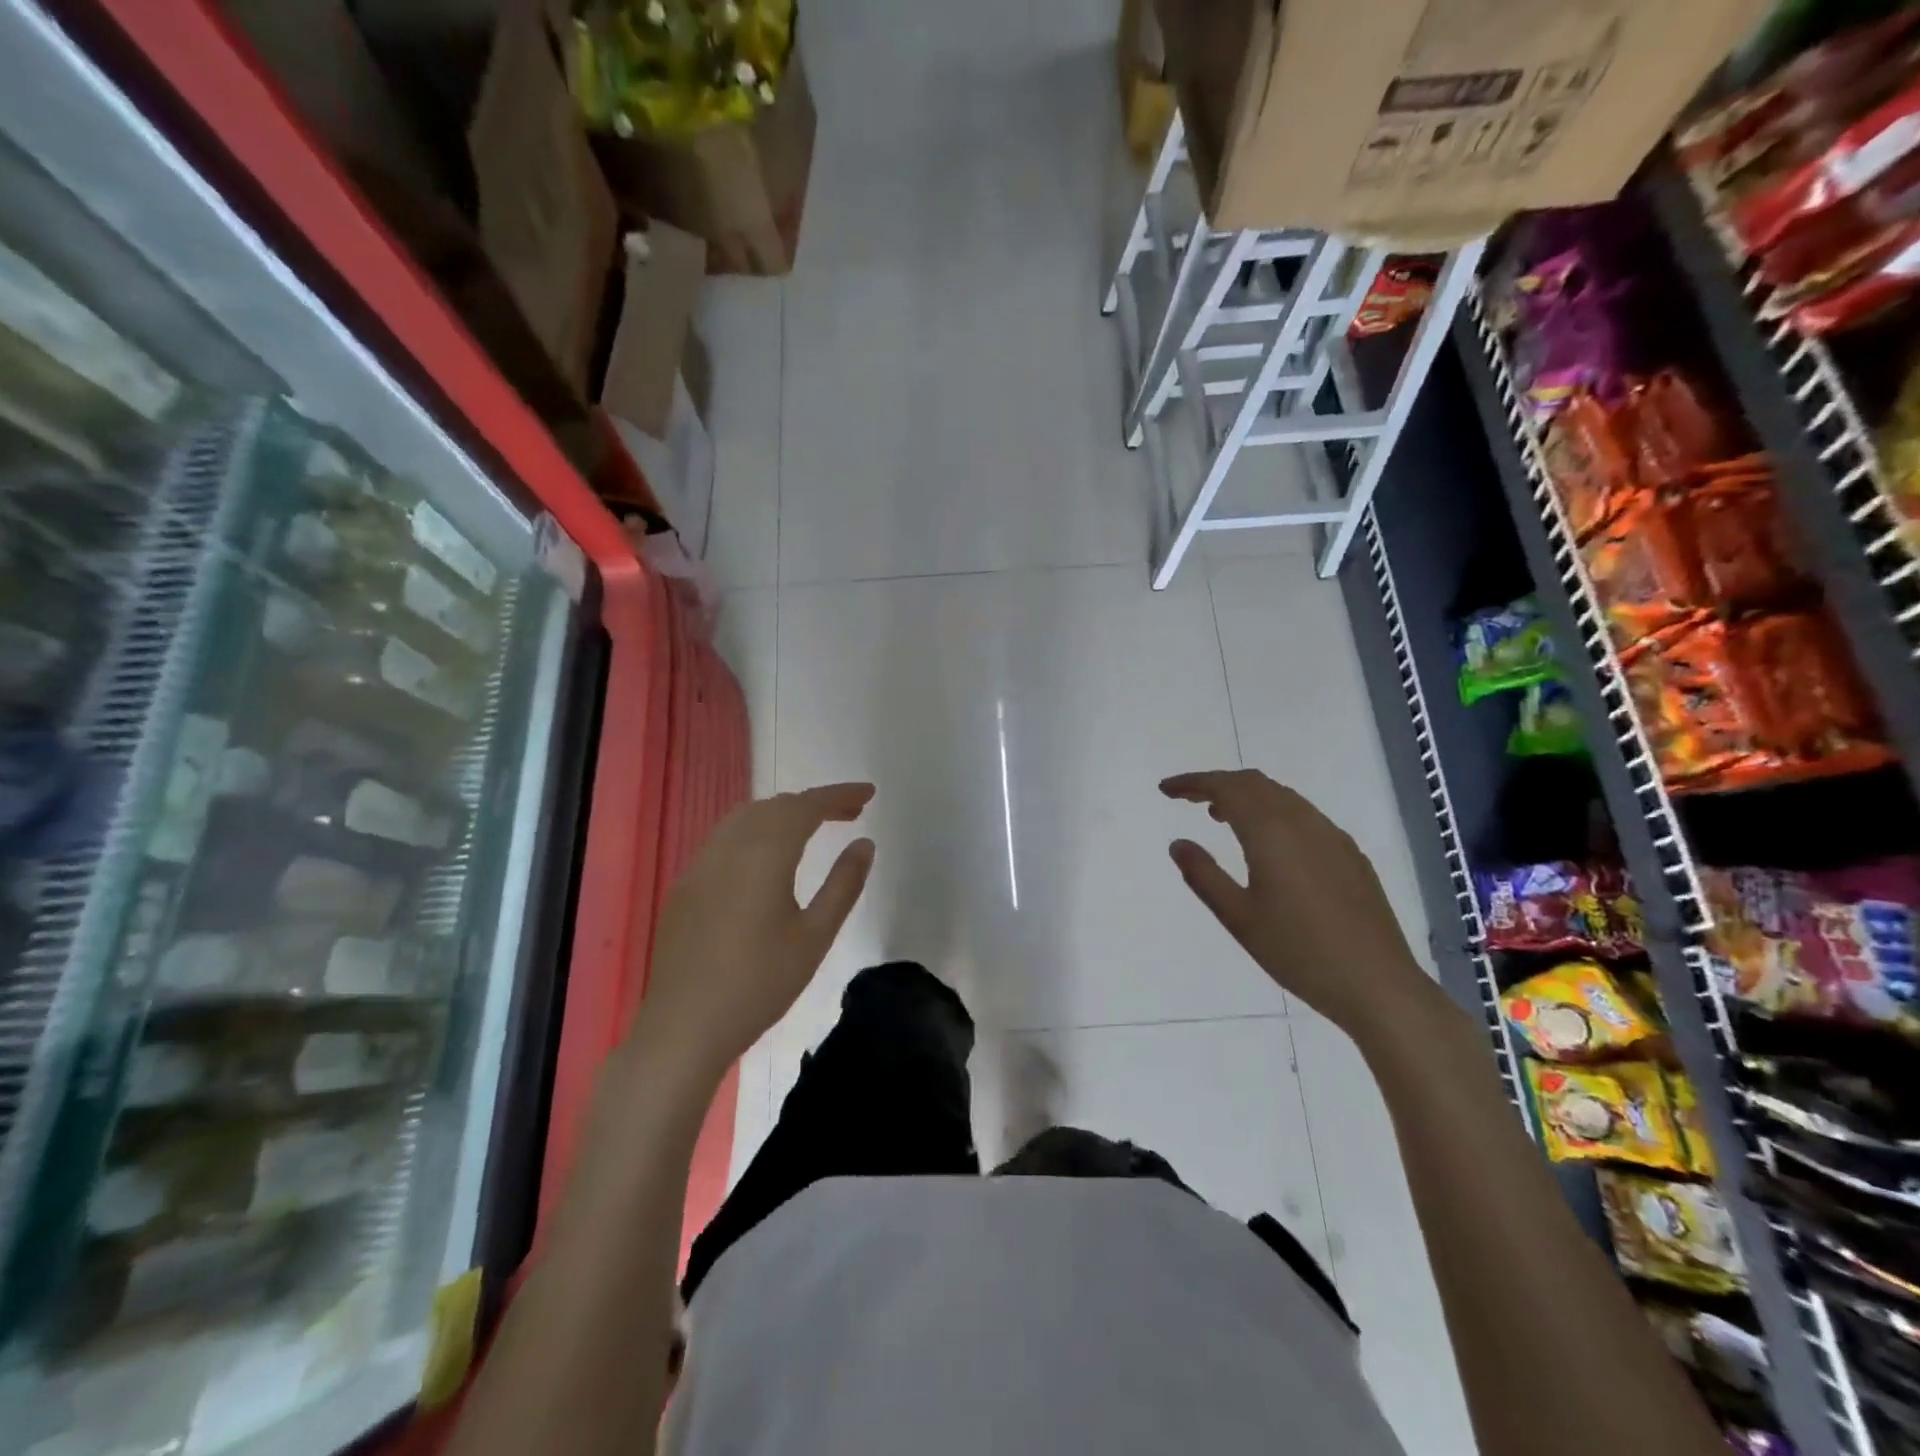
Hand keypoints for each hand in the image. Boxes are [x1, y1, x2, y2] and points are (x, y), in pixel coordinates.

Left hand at [635, 783, 875, 1079]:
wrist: (684, 1026)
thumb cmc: (760, 983)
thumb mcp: (815, 936)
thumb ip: (843, 884)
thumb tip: (864, 844)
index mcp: (764, 853)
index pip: (806, 806)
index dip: (839, 794)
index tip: (869, 793)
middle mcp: (729, 846)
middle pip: (776, 805)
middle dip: (815, 802)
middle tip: (851, 814)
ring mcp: (701, 864)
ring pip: (746, 817)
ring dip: (783, 813)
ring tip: (813, 828)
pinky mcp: (685, 885)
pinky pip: (725, 838)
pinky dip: (756, 831)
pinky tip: (767, 857)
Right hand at [1162, 770, 1432, 1038]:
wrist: (1377, 984)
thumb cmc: (1299, 952)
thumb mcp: (1239, 918)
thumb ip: (1204, 875)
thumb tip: (1178, 843)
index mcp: (1272, 832)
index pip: (1226, 788)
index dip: (1193, 783)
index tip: (1166, 789)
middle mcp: (1303, 822)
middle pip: (1254, 783)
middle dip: (1217, 783)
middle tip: (1188, 799)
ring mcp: (1331, 836)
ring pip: (1281, 796)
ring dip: (1246, 796)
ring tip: (1219, 817)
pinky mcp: (1349, 854)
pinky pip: (1303, 814)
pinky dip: (1273, 811)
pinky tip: (1267, 842)